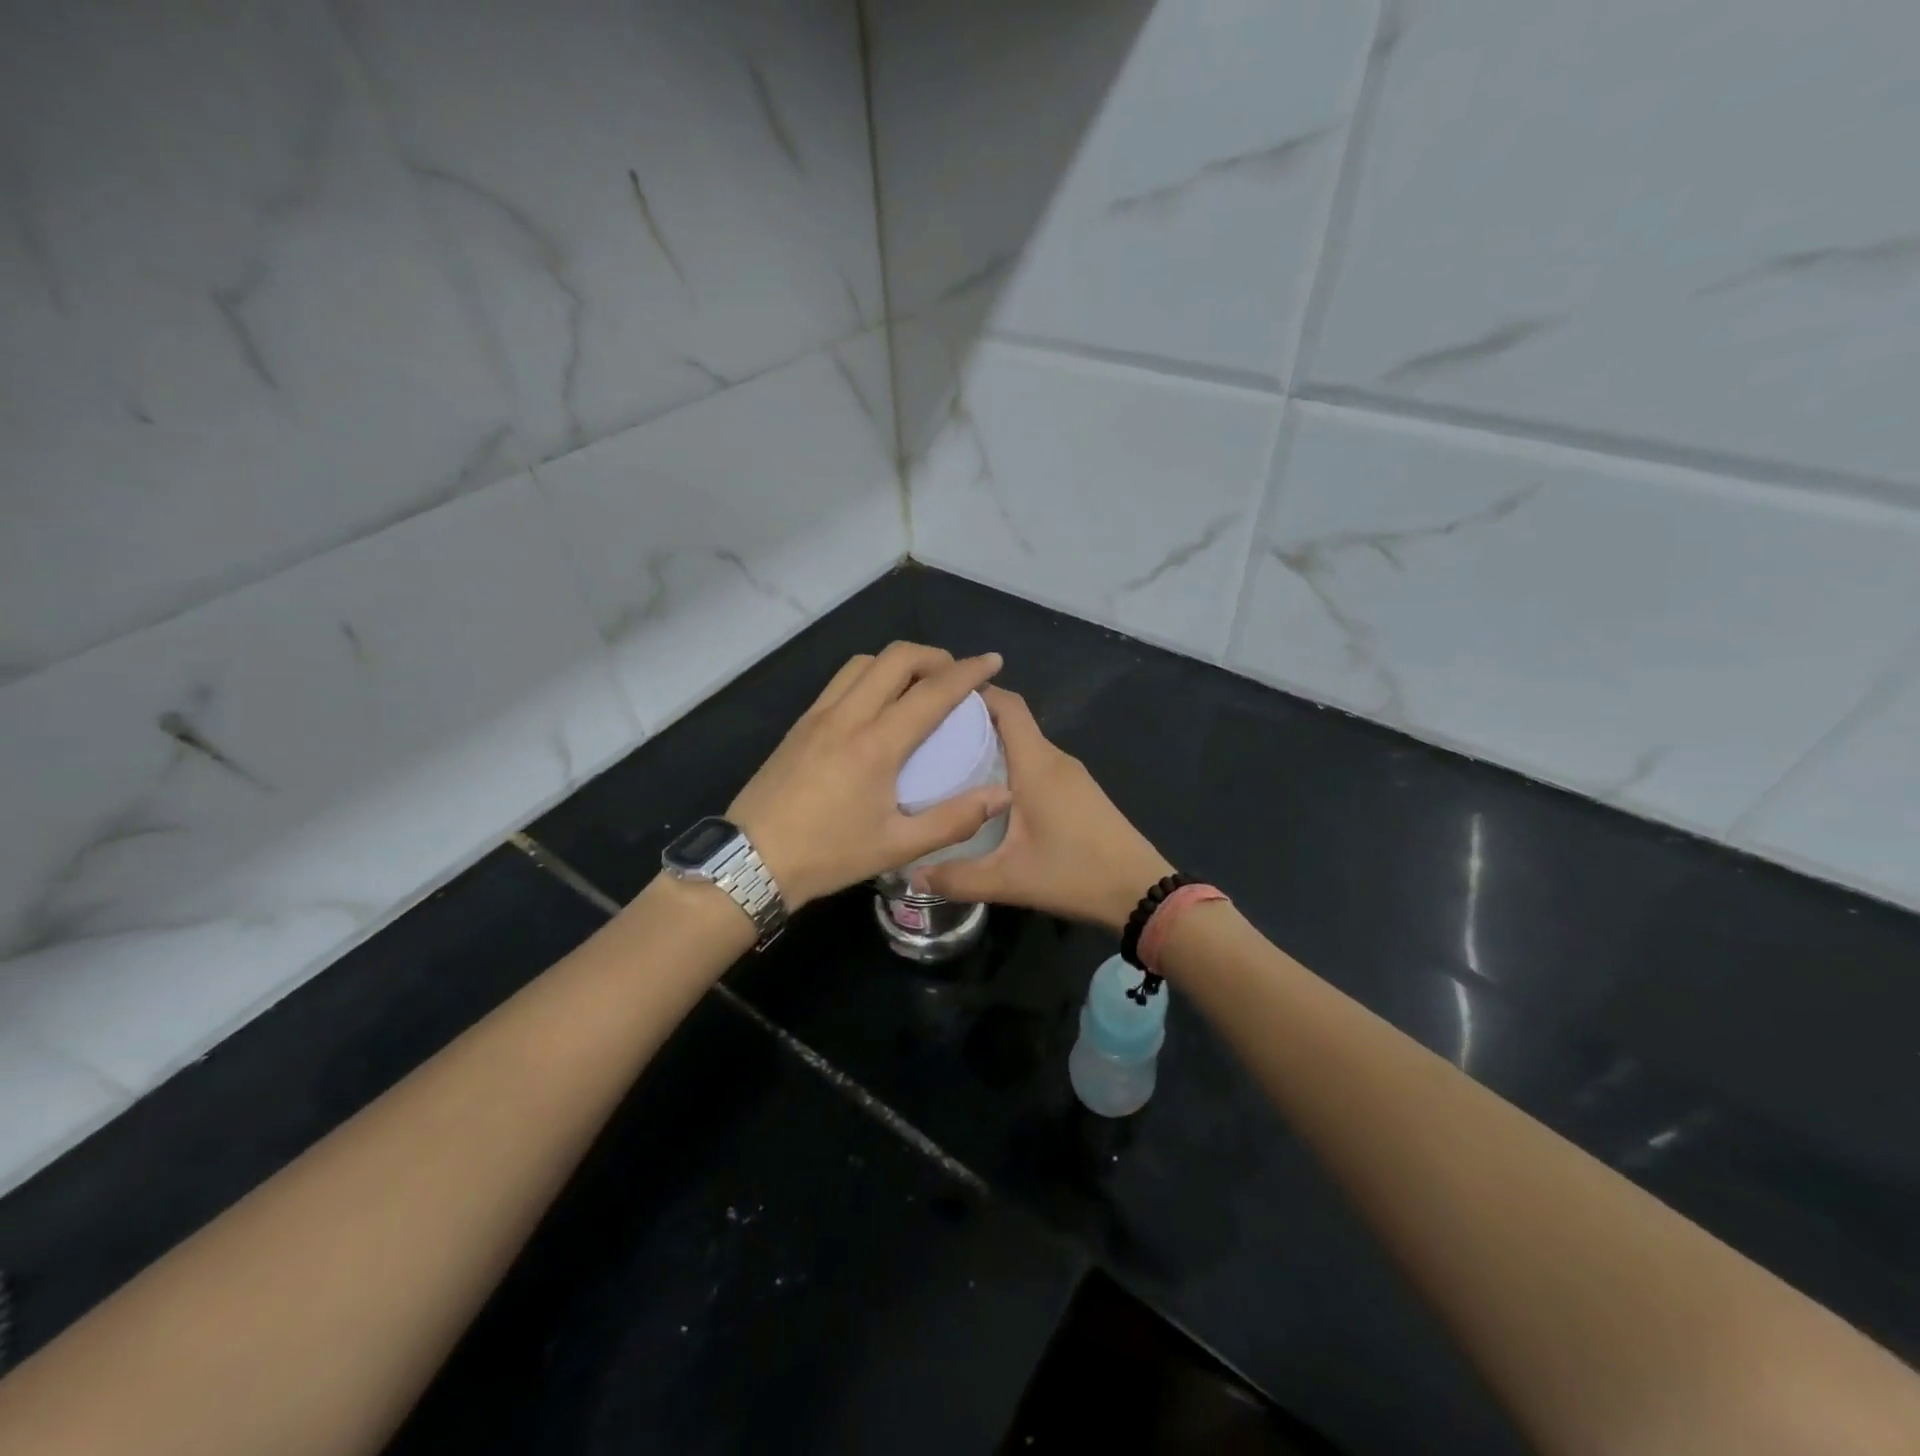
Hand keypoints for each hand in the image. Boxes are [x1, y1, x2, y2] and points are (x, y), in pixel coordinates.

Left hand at [725, 643, 1011, 908]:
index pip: (932, 691)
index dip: (968, 672)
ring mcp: (818, 715)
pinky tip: (879, 704)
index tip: (993, 661)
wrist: (751, 861)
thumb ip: (954, 820)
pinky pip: (842, 680)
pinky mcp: (800, 724)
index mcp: (876, 743)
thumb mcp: (897, 847)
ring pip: (864, 662)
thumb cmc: (828, 855)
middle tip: (956, 676)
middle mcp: (847, 716)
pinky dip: (871, 675)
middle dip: (934, 656)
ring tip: (919, 685)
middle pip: (896, 657)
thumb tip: (1001, 795)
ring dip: (899, 661)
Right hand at [919, 686, 1171, 933]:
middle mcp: (1054, 759)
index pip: (1007, 705)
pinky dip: (1011, 764)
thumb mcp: (1008, 880)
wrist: (1141, 891)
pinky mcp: (1080, 791)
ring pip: (1025, 744)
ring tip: (950, 763)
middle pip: (1012, 721)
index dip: (974, 693)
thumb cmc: (1074, 874)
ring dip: (992, 744)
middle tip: (929, 737)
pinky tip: (988, 792)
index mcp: (1036, 765)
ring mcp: (1071, 774)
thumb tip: (910, 876)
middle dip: (972, 721)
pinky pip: (1037, 763)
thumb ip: (956, 877)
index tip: (935, 699)